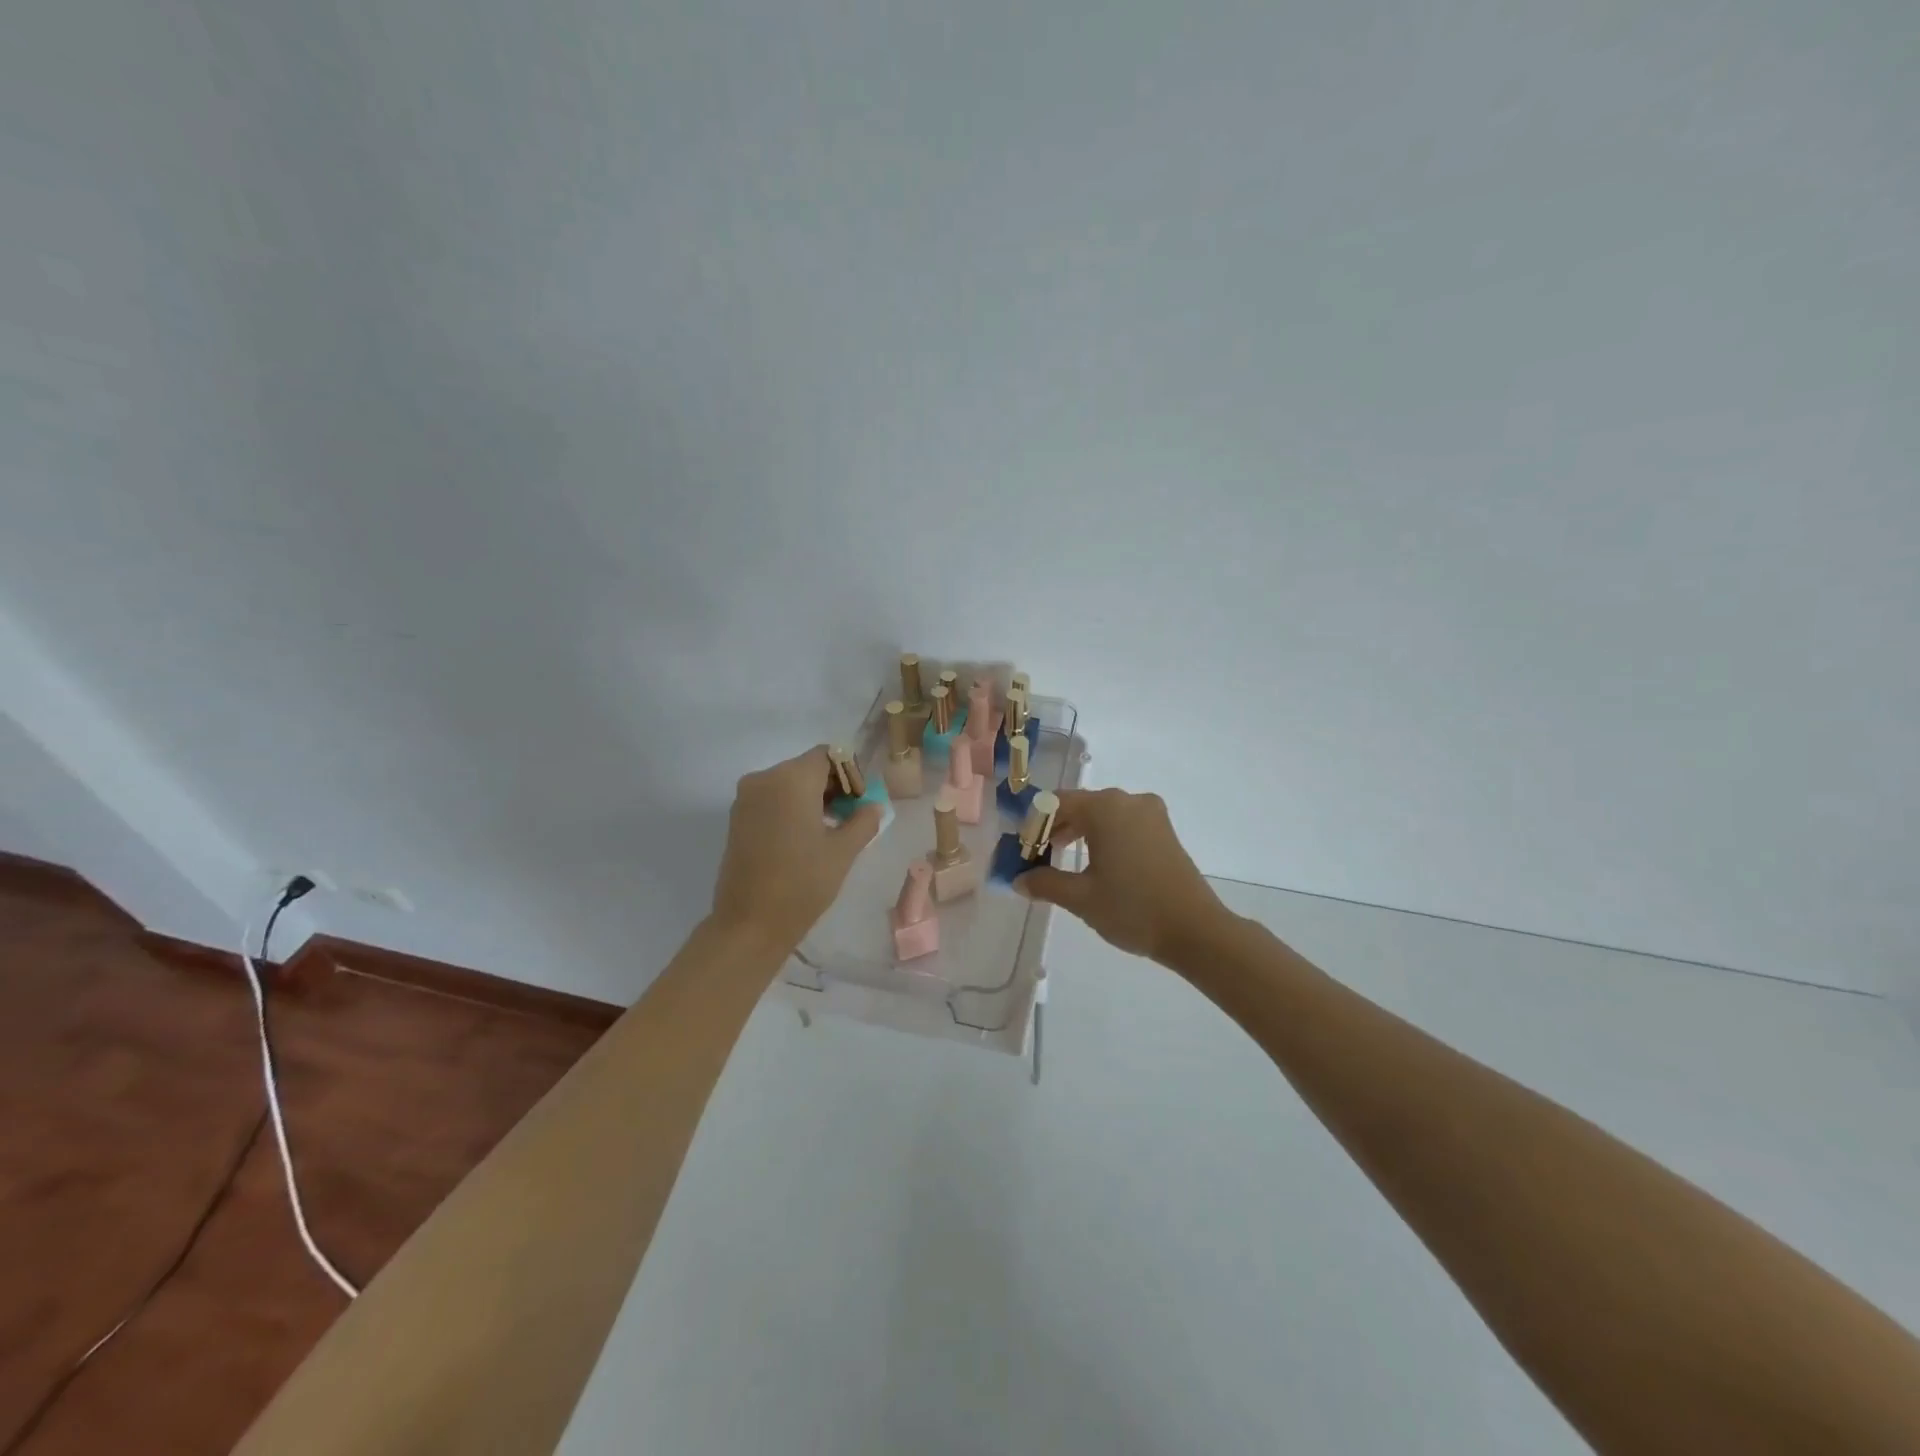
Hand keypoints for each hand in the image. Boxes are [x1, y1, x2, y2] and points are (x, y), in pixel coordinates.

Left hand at [709, 745, 881, 958]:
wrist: (749, 925)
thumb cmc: (802, 884)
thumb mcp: (843, 852)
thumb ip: (863, 821)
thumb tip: (872, 807)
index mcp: (792, 779)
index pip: (829, 756)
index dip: (850, 774)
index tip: (860, 803)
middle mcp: (764, 778)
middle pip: (807, 767)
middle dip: (832, 786)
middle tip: (851, 818)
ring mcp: (746, 798)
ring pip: (788, 783)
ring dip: (811, 798)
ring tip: (829, 832)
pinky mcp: (737, 818)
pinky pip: (771, 799)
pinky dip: (791, 808)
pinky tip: (804, 839)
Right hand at [1016, 788, 1229, 963]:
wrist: (1195, 930)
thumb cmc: (1132, 908)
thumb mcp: (1080, 898)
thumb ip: (1044, 883)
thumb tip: (1018, 880)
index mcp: (1104, 807)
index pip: (1054, 804)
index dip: (1032, 826)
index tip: (1021, 852)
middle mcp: (1127, 800)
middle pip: (1079, 806)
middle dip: (1054, 829)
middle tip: (1036, 858)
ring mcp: (1150, 813)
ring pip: (1102, 814)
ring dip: (1078, 832)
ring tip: (1061, 861)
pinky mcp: (1164, 830)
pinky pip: (1122, 823)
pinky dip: (1103, 836)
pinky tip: (1095, 863)